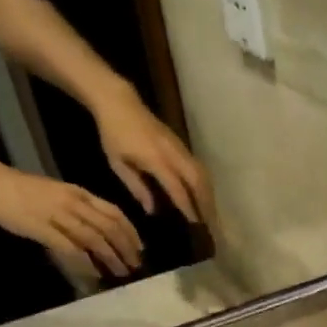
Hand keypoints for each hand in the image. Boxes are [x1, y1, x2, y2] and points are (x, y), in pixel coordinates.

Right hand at [0, 162, 143, 279]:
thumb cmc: (22, 189)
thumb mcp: (58, 194)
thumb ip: (79, 210)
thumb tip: (99, 232)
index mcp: (80, 193)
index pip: (114, 213)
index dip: (131, 232)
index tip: (140, 249)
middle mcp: (73, 202)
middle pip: (110, 228)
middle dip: (126, 249)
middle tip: (135, 266)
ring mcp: (58, 215)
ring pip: (94, 238)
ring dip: (111, 258)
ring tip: (120, 272)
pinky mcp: (42, 228)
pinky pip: (71, 248)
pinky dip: (86, 262)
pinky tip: (94, 273)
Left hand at [93, 82, 215, 228]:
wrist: (120, 102)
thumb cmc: (114, 134)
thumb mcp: (118, 163)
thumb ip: (137, 187)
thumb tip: (152, 210)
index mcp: (156, 159)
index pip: (177, 188)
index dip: (187, 207)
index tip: (195, 224)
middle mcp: (173, 153)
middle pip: (198, 182)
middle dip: (206, 204)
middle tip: (211, 224)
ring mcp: (180, 148)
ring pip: (203, 174)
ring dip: (209, 195)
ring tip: (212, 213)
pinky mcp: (182, 145)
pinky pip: (200, 167)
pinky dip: (205, 184)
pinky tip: (205, 196)